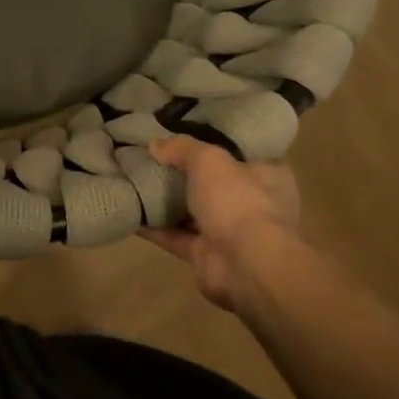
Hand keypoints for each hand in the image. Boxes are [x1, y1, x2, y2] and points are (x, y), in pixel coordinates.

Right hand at [140, 136, 300, 312]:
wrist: (245, 265)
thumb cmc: (238, 202)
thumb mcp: (209, 160)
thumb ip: (182, 148)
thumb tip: (155, 144)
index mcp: (268, 176)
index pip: (243, 154)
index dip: (217, 142)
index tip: (188, 133)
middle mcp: (252, 204)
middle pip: (214, 183)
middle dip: (186, 174)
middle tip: (153, 156)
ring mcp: (230, 232)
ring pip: (193, 211)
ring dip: (167, 201)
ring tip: (135, 181)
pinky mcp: (207, 255)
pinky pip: (175, 236)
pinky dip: (154, 227)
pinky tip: (130, 212)